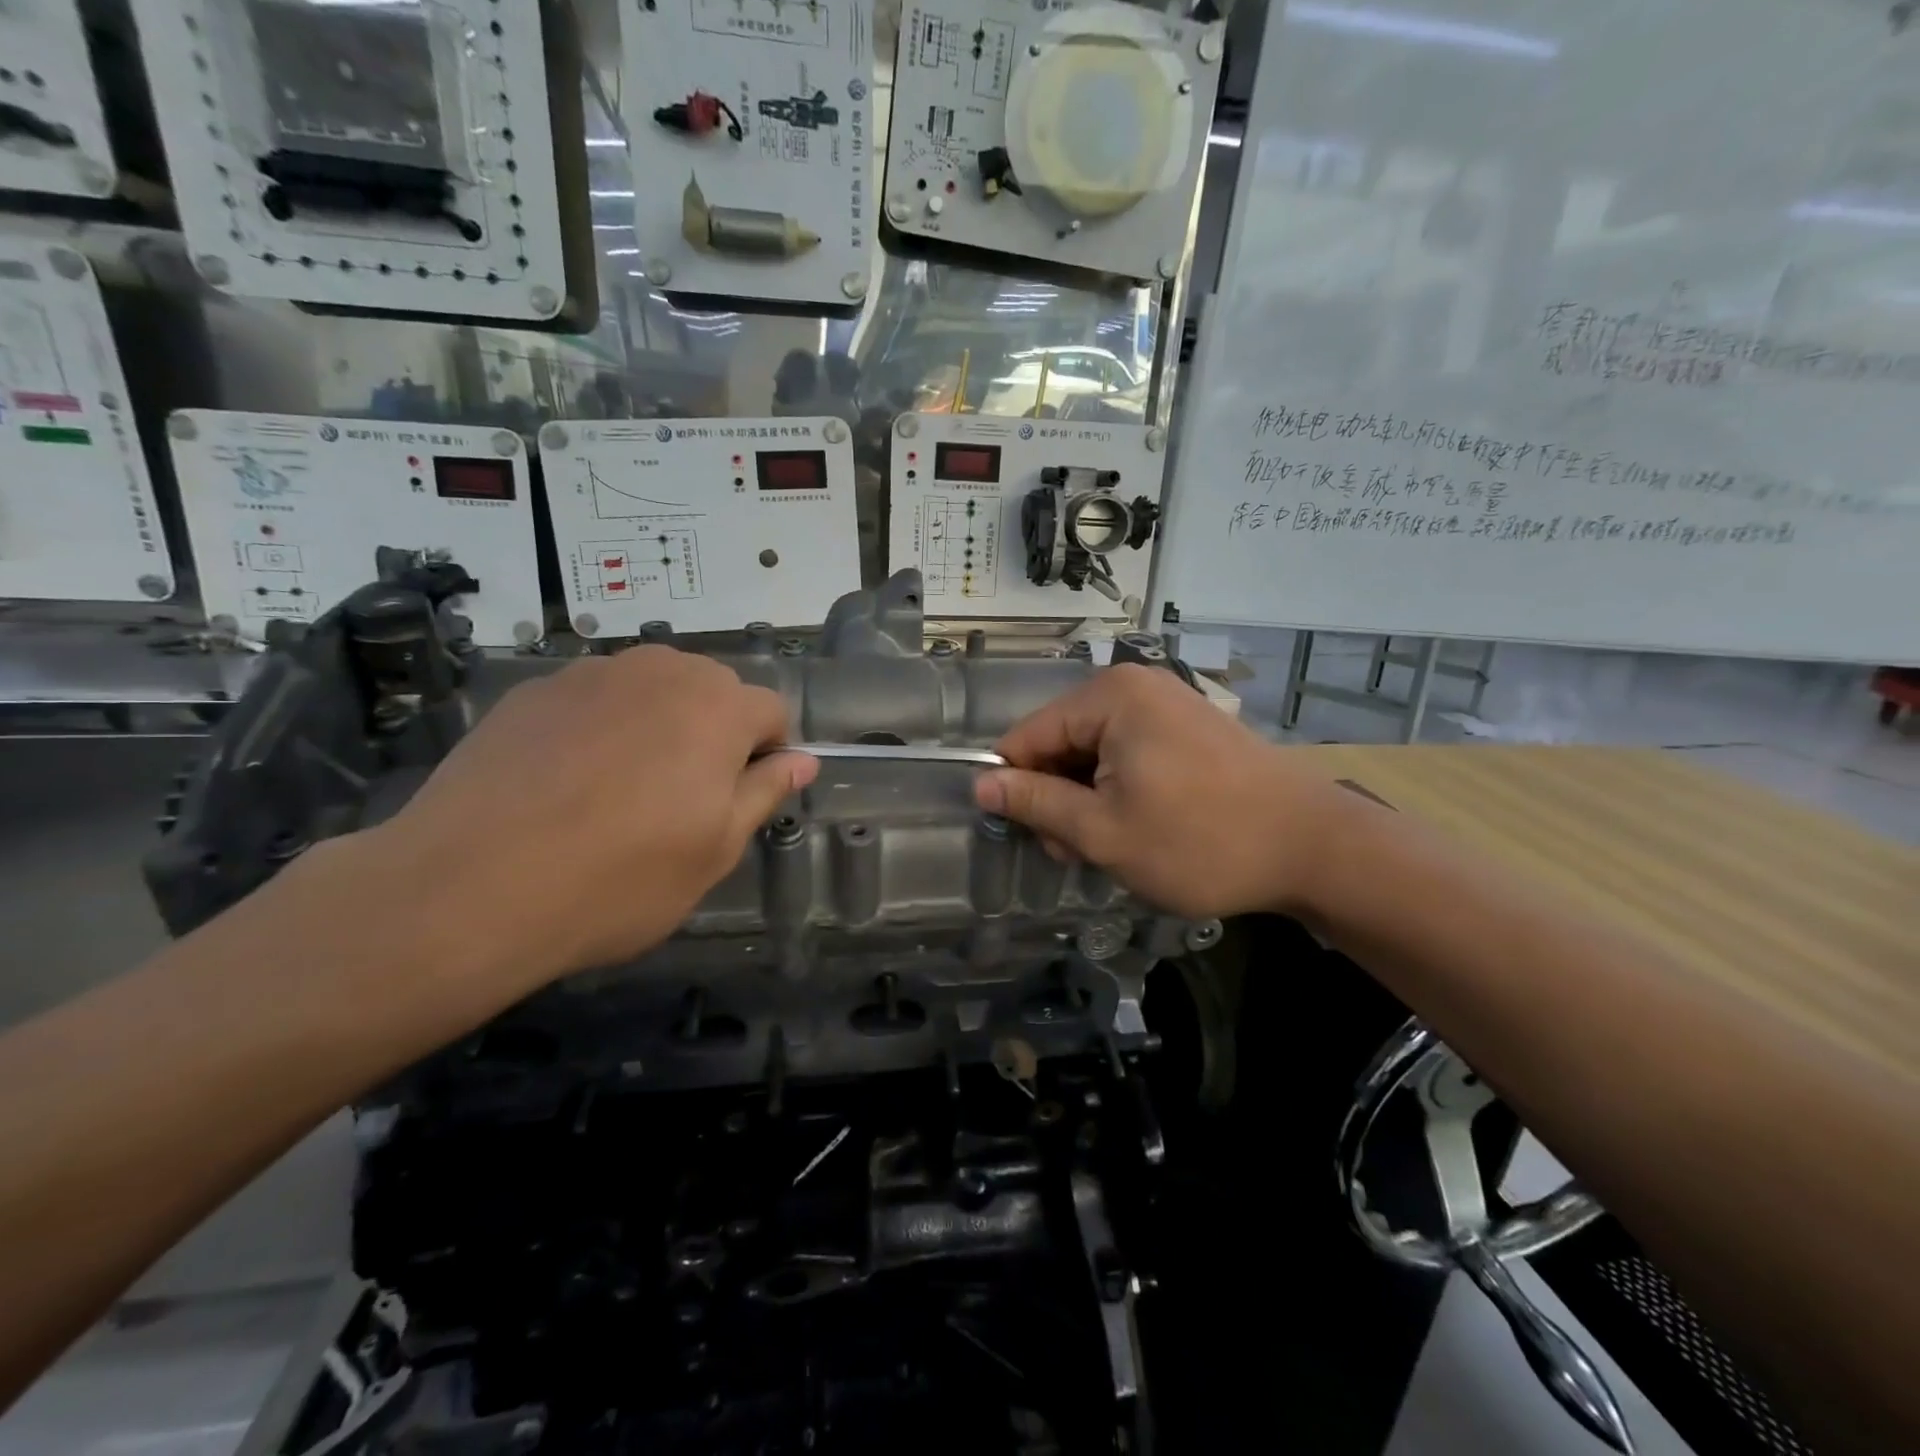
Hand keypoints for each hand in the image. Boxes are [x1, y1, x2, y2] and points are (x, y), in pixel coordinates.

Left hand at [342, 647, 815, 992]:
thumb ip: (764, 793)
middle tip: (682, 797)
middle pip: (713, 689)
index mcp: (717, 708)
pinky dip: (602, 726)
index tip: (740, 798)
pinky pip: (595, 698)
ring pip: (653, 687)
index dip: (767, 754)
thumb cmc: (618, 879)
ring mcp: (591, 675)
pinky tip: (568, 781)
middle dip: (715, 732)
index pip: (771, 711)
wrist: (467, 889)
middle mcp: (660, 672)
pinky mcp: (534, 690)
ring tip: (624, 786)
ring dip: (660, 723)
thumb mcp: (714, 851)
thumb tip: (803, 761)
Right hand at [974, 665, 1348, 917]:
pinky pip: (1130, 755)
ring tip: (1111, 848)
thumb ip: (1036, 803)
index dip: (1014, 786)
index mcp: (1109, 698)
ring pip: (1095, 754)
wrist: (1314, 848)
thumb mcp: (1103, 831)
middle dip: (1058, 799)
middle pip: (1062, 742)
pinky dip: (1121, 792)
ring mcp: (1167, 706)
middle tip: (1076, 853)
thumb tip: (981, 784)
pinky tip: (1138, 829)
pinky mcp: (1189, 729)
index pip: (1027, 735)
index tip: (1024, 836)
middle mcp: (1135, 688)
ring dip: (1089, 802)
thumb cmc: (1199, 841)